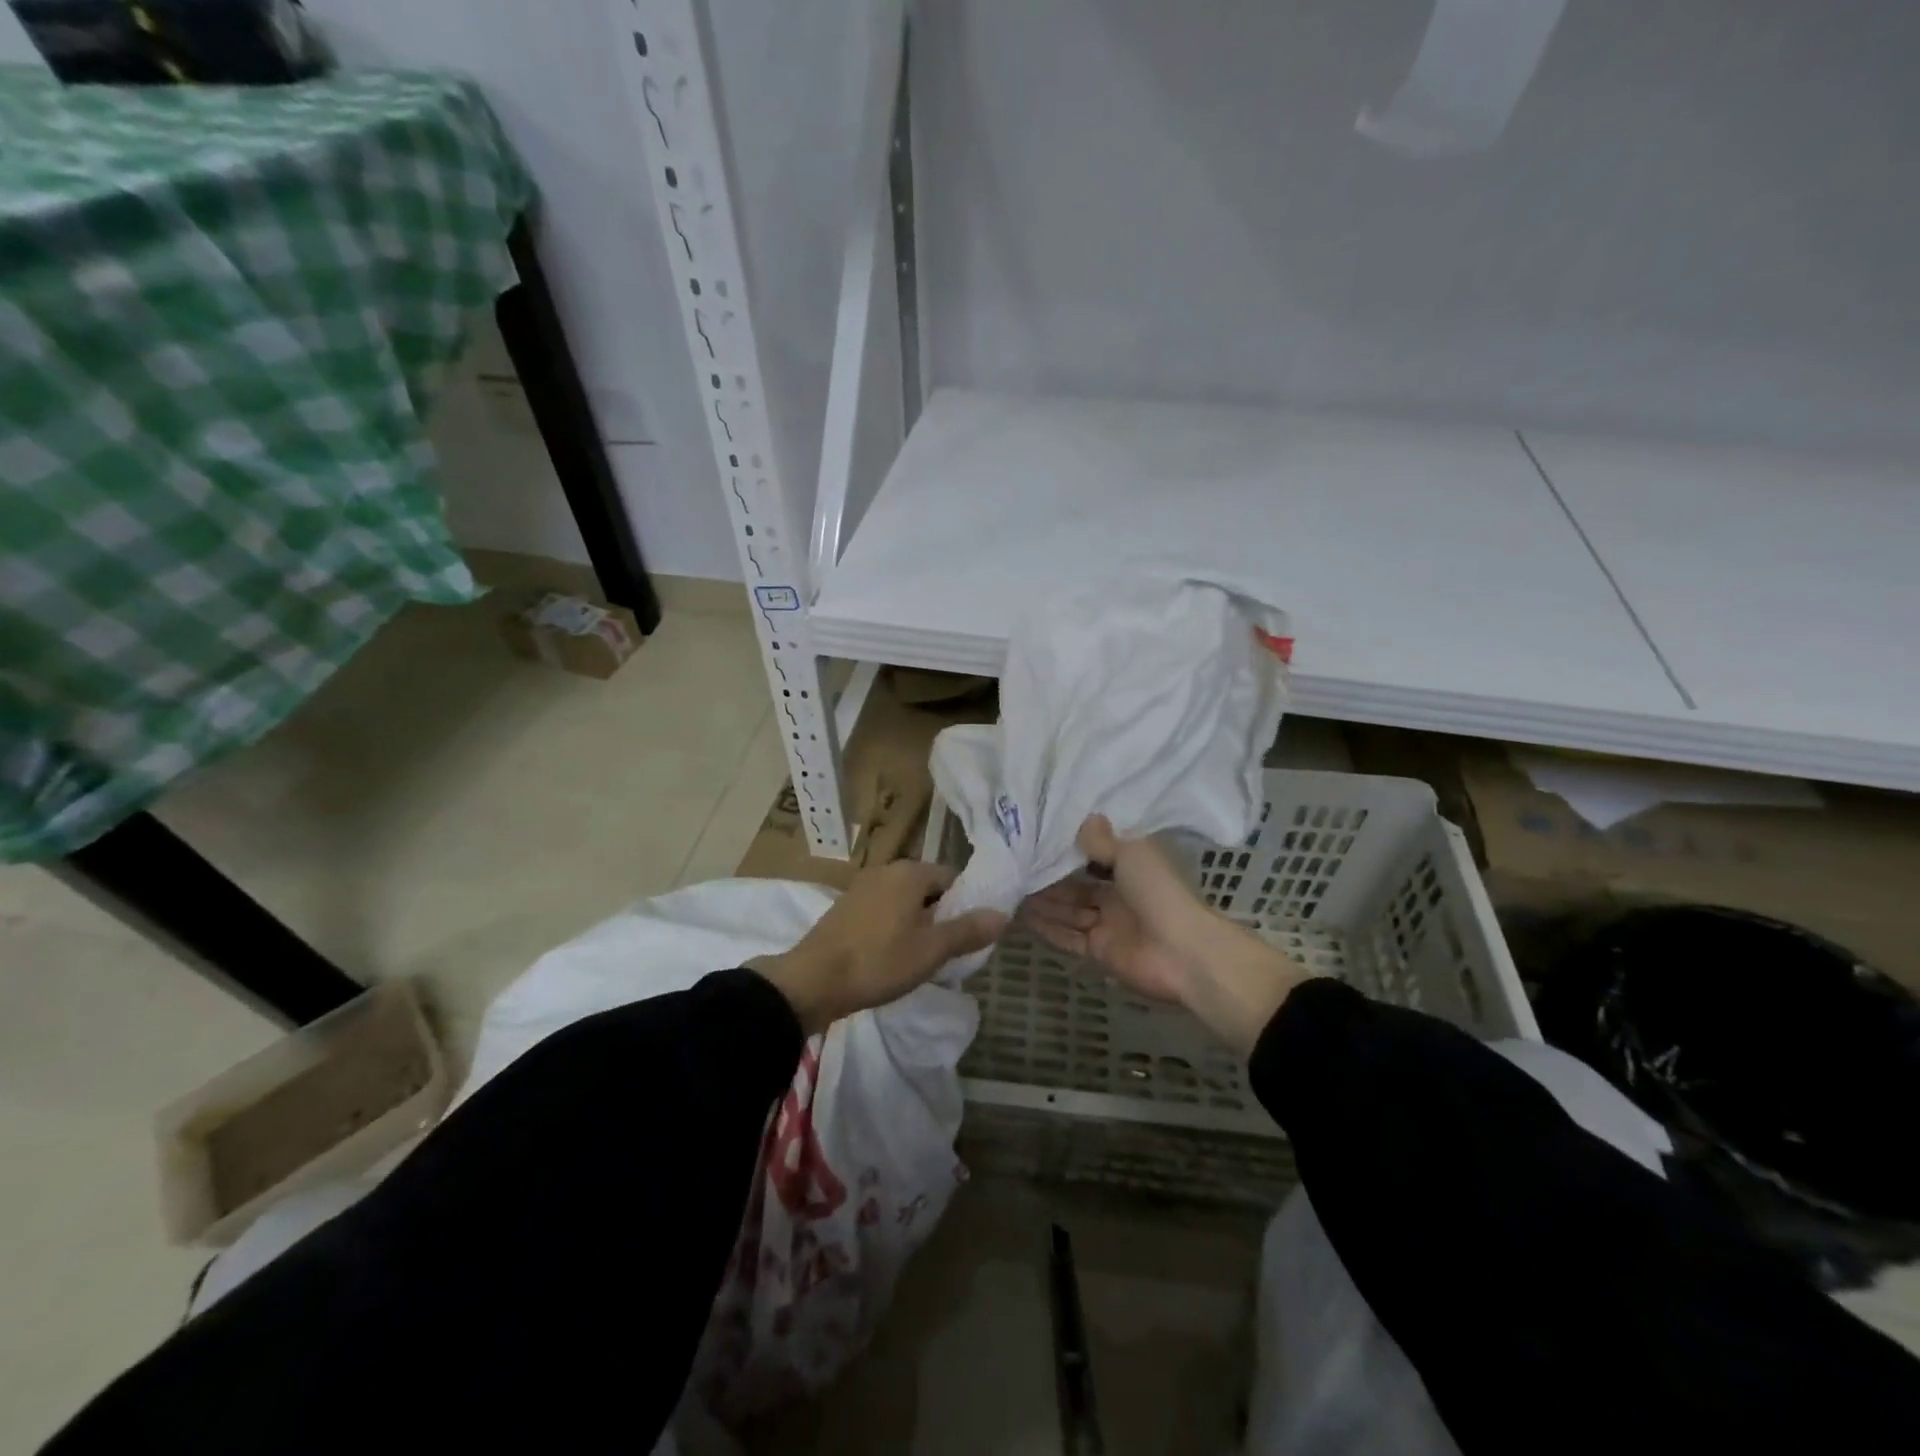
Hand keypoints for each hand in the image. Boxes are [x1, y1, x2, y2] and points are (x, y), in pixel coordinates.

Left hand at [750, 861, 1006, 1033]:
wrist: (812, 981)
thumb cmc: (879, 961)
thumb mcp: (931, 950)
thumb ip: (967, 930)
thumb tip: (1002, 914)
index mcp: (910, 872)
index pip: (951, 878)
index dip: (964, 906)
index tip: (966, 936)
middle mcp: (886, 870)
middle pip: (927, 888)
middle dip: (940, 915)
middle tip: (946, 951)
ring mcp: (862, 887)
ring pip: (904, 901)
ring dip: (916, 923)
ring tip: (920, 958)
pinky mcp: (845, 907)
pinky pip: (882, 911)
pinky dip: (893, 928)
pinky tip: (890, 957)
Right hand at [1021, 816, 1308, 1056]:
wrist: (1183, 952)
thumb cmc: (1159, 892)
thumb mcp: (1131, 854)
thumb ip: (1103, 841)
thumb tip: (1087, 818)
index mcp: (1132, 867)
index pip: (1096, 855)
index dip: (1071, 849)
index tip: (1040, 838)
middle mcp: (1119, 894)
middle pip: (1078, 885)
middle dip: (1050, 878)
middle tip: (1015, 866)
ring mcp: (1109, 924)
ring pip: (1070, 910)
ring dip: (1044, 902)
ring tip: (1011, 889)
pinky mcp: (1100, 950)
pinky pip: (1069, 936)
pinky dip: (1049, 928)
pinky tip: (1023, 917)